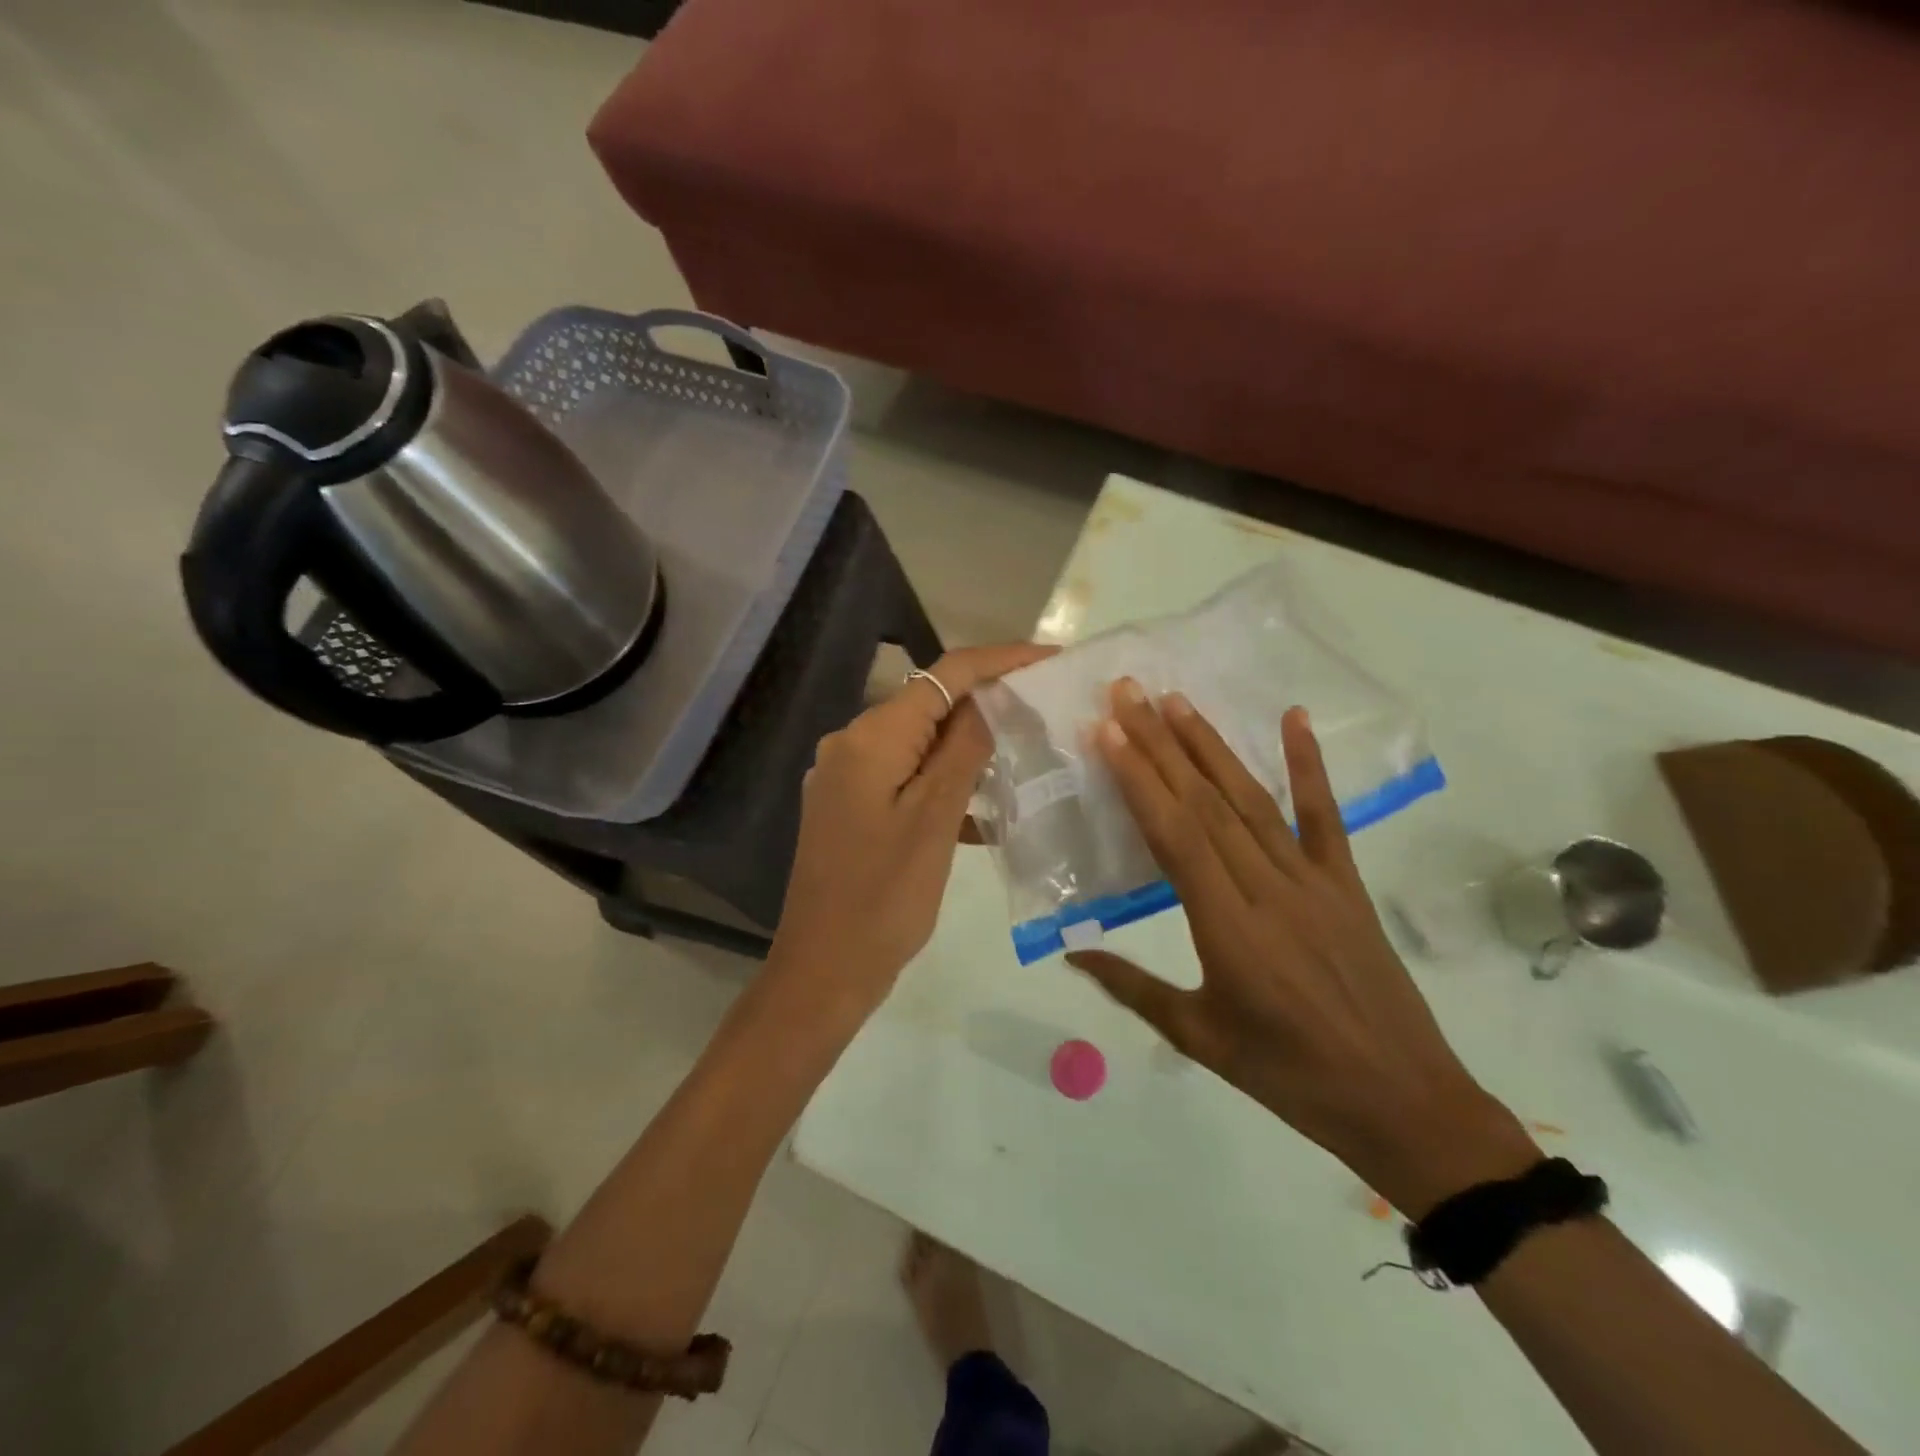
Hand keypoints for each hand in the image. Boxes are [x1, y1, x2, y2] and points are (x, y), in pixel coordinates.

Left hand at [771, 642, 1056, 1017]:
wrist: (824, 970)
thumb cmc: (884, 898)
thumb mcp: (935, 819)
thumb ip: (963, 750)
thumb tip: (988, 700)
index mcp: (870, 738)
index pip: (944, 675)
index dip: (1000, 661)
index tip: (1051, 659)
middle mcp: (850, 744)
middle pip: (930, 705)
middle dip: (988, 705)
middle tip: (1045, 712)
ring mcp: (846, 777)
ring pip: (920, 743)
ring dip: (968, 750)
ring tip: (1024, 759)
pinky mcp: (850, 807)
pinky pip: (905, 777)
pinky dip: (943, 784)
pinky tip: (982, 811)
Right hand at [1068, 680, 1536, 1215]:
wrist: (1403, 1103)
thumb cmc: (1288, 1076)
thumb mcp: (1199, 1038)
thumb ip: (1131, 987)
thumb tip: (1071, 951)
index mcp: (1227, 928)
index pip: (1175, 836)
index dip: (1139, 779)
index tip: (1109, 732)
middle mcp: (1267, 889)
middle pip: (1206, 803)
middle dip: (1161, 743)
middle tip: (1129, 693)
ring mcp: (1313, 882)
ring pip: (1252, 800)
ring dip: (1211, 746)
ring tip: (1177, 701)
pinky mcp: (1347, 885)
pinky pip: (1326, 817)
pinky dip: (1309, 765)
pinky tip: (1294, 719)